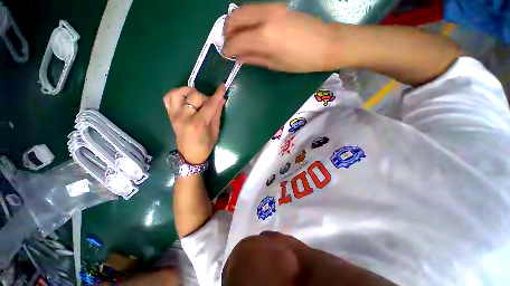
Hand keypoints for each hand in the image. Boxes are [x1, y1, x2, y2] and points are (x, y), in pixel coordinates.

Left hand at [163, 85, 225, 164]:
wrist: (189, 155)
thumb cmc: (205, 145)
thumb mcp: (215, 131)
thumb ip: (217, 114)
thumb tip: (221, 100)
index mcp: (198, 124)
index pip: (209, 104)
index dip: (217, 95)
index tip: (223, 86)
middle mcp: (184, 117)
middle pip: (194, 96)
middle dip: (205, 97)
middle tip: (209, 104)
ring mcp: (174, 115)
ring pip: (178, 93)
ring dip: (189, 91)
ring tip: (195, 98)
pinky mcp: (170, 115)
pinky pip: (168, 98)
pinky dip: (176, 94)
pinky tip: (184, 98)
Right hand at [224, 3, 343, 71]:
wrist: (326, 43)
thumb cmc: (301, 61)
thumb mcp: (275, 64)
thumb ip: (254, 59)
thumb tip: (239, 58)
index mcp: (264, 37)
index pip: (236, 41)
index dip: (227, 49)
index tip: (226, 55)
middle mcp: (264, 17)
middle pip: (234, 18)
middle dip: (227, 32)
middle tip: (228, 44)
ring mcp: (271, 7)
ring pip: (243, 10)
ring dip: (235, 24)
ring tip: (237, 38)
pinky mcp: (277, 6)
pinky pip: (254, 10)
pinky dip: (246, 20)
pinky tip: (249, 31)